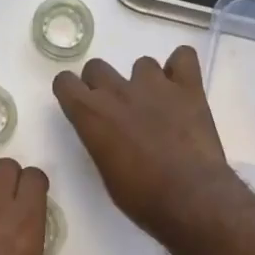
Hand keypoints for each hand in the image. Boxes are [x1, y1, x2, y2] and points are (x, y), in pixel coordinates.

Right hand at [52, 47, 239, 243]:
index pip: (65, 82)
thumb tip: (109, 134)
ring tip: (157, 105)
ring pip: (142, 64)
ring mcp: (155, 85)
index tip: (80, 103)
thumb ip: (101, 141)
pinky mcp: (189, 87)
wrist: (190, 197)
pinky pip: (183, 57)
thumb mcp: (106, 172)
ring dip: (144, 81)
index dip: (71, 91)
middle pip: (97, 67)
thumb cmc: (142, 196)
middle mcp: (118, 91)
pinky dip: (181, 68)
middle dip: (102, 84)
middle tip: (118, 108)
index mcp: (91, 115)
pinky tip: (181, 86)